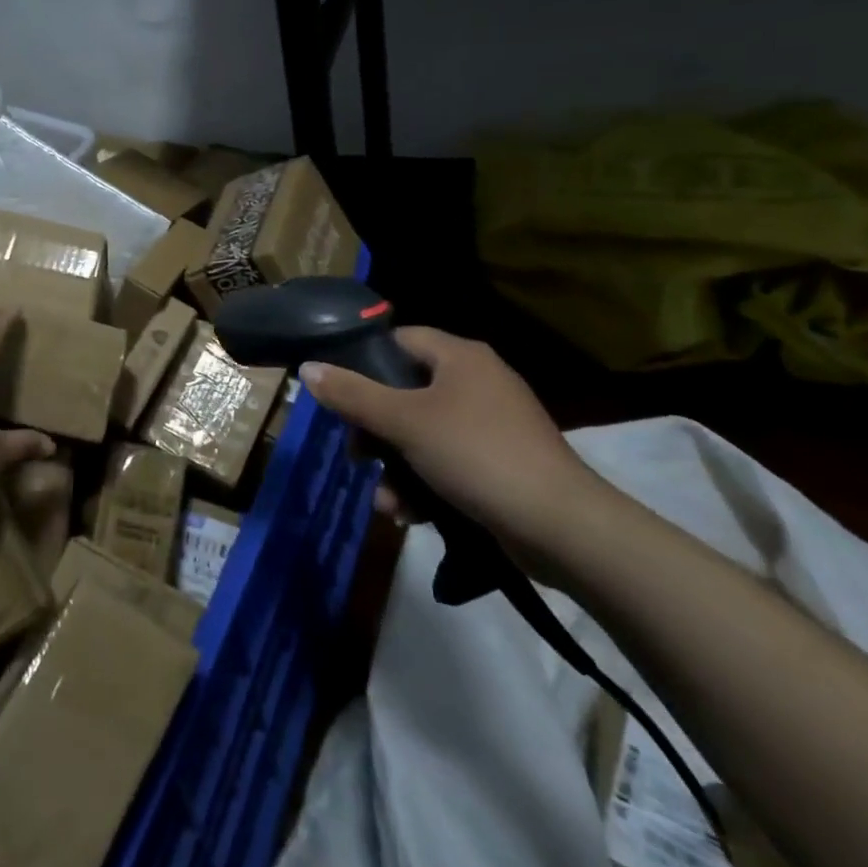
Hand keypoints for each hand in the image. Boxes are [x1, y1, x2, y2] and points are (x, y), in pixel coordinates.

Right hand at [299, 328, 606, 552]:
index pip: (399, 340)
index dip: (364, 362)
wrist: (560, 526)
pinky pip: (447, 461)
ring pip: (422, 434)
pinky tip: (410, 515)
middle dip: (376, 432)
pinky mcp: (499, 462)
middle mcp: (477, 381)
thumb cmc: (476, 455)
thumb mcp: (405, 422)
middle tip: (357, 457)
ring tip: (387, 504)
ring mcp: (491, 423)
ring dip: (396, 468)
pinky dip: (425, 484)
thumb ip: (353, 395)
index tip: (340, 395)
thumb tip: (307, 368)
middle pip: (405, 392)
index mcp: (460, 356)